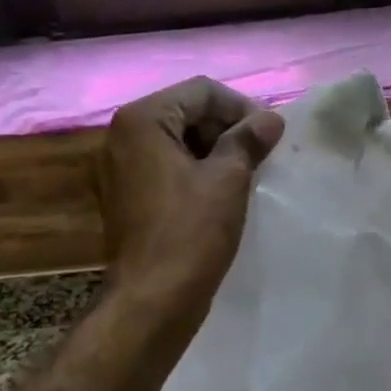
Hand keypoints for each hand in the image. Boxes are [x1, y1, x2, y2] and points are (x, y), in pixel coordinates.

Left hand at [98, 77, 283, 323]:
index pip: (202, 91)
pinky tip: (223, 193)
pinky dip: (197, 171)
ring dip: (216, 150)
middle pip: (187, 111)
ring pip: (179, 140)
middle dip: (228, 128)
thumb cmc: (191, 232)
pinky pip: (167, 167)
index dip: (242, 108)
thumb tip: (270, 118)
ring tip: (247, 174)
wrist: (154, 298)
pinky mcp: (127, 195)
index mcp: (143, 120)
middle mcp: (123, 135)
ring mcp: (120, 167)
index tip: (270, 136)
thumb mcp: (228, 179)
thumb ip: (249, 139)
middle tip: (261, 155)